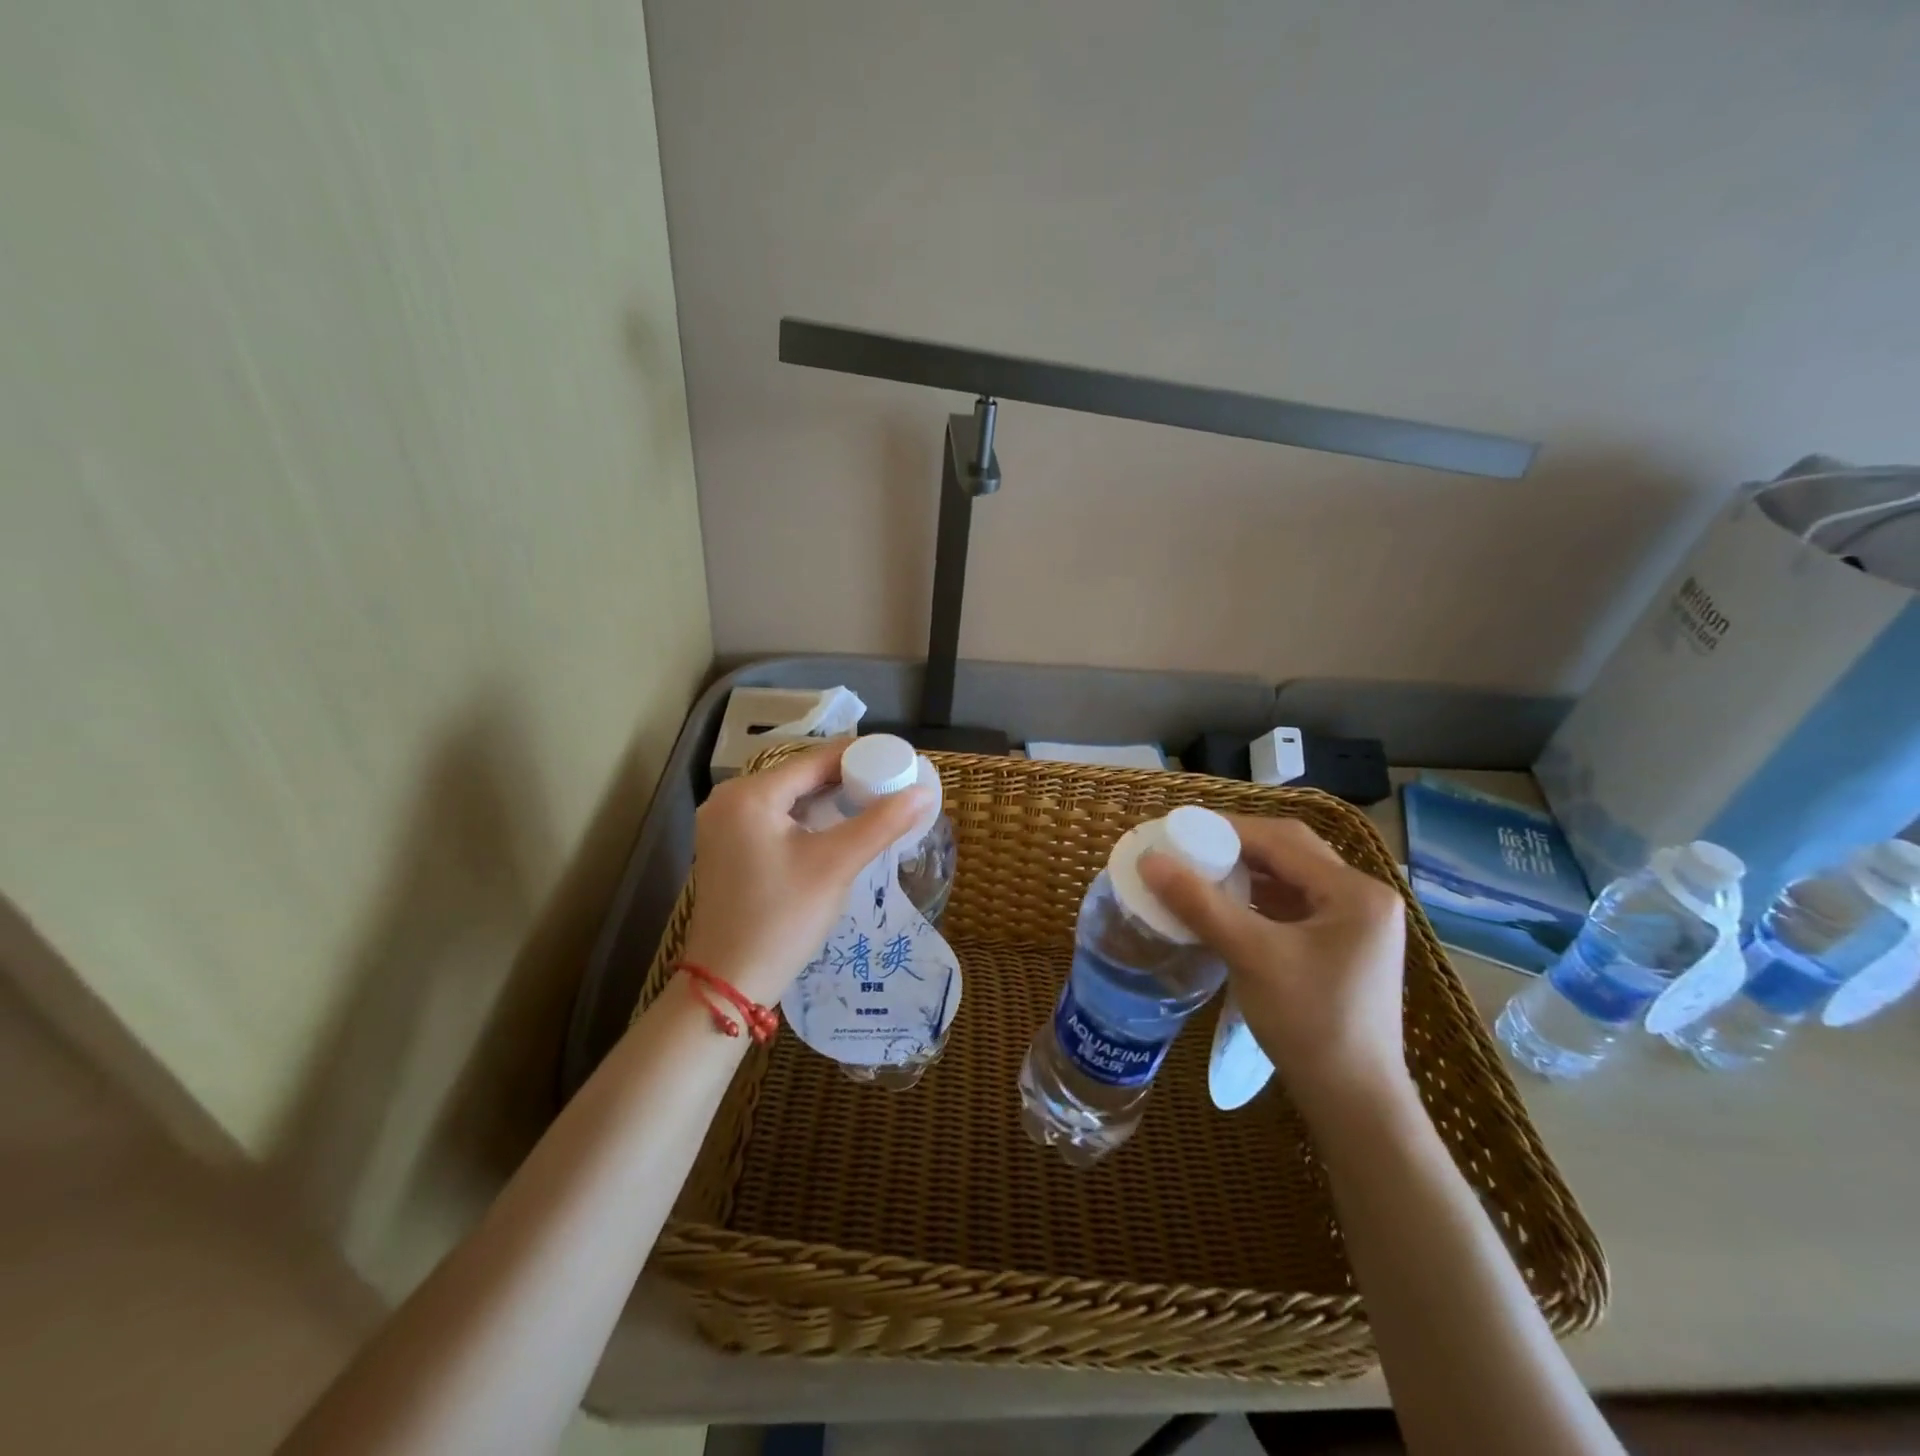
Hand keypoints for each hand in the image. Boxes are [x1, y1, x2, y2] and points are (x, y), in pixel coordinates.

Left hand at [679, 743, 934, 1005]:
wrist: (729, 982)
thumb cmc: (782, 918)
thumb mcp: (836, 865)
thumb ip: (881, 823)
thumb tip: (924, 791)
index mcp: (749, 794)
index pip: (815, 759)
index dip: (861, 756)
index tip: (899, 761)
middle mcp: (729, 800)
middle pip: (801, 774)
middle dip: (848, 777)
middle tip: (892, 784)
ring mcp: (724, 824)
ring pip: (790, 797)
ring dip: (830, 798)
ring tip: (875, 801)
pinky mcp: (729, 847)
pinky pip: (777, 817)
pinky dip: (809, 817)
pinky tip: (839, 826)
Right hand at [1140, 815, 1409, 1124]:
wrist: (1354, 1104)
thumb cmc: (1309, 1023)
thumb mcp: (1251, 956)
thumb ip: (1199, 903)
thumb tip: (1149, 860)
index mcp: (1356, 892)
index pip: (1283, 840)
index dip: (1227, 829)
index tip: (1179, 828)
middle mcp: (1364, 899)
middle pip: (1291, 854)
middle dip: (1238, 846)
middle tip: (1188, 846)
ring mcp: (1357, 925)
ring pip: (1292, 879)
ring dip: (1247, 873)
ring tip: (1200, 871)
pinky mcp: (1343, 948)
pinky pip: (1295, 906)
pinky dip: (1259, 900)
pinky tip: (1226, 906)